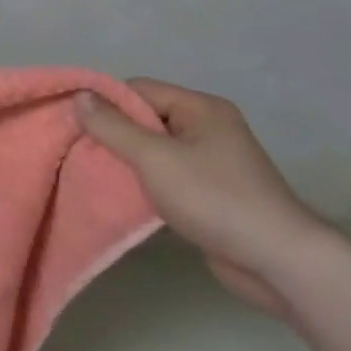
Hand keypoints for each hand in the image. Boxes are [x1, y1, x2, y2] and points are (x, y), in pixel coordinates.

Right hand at [77, 79, 330, 316]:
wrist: (276, 260)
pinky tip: (121, 196)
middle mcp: (208, 128)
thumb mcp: (155, 158)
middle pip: (146, 119)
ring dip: (127, 161)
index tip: (74, 125)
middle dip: (113, 134)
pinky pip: (167, 175)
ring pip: (154, 150)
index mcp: (201, 108)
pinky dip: (144, 182)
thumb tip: (80, 96)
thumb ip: (114, 127)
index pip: (140, 90)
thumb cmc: (214, 198)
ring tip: (93, 173)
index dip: (106, 103)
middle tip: (79, 152)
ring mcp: (211, 161)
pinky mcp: (211, 192)